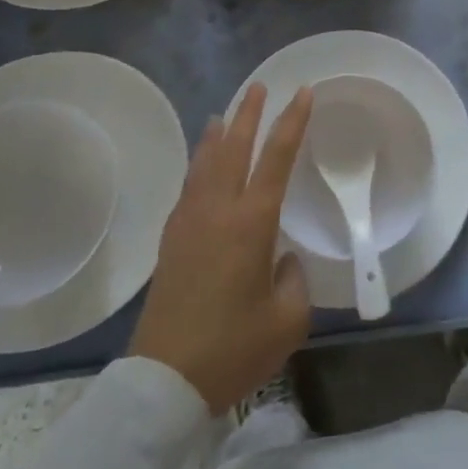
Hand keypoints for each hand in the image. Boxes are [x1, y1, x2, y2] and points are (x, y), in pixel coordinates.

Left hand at [129, 83, 313, 413]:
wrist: (165, 382)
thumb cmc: (233, 349)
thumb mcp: (287, 320)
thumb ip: (293, 280)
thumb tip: (281, 260)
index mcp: (251, 222)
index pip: (276, 157)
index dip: (291, 122)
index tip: (303, 93)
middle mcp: (218, 210)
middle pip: (234, 147)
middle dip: (249, 113)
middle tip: (260, 86)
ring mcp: (190, 222)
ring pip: (206, 162)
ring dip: (219, 134)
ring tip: (225, 114)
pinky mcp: (171, 240)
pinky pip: (189, 185)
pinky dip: (199, 163)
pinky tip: (202, 166)